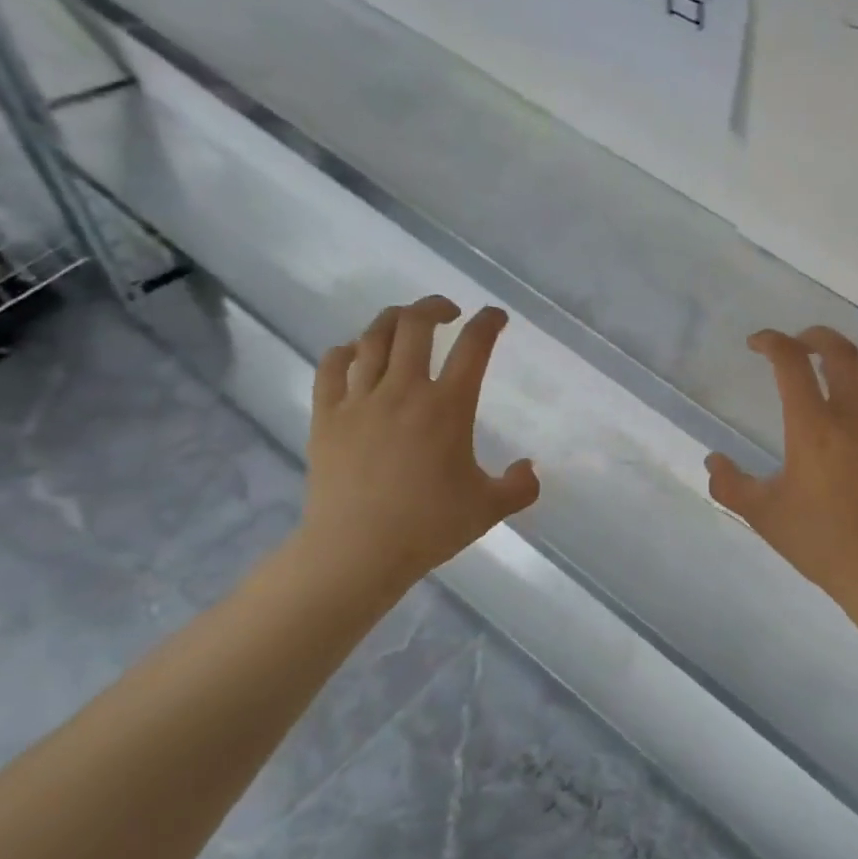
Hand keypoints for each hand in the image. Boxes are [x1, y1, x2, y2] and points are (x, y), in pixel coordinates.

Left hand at [295, 298, 539, 606]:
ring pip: (373, 338)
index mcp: (447, 407)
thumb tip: (529, 468)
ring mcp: (360, 400)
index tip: (496, 317)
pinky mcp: (327, 416)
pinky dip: (346, 351)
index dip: (488, 323)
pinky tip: (354, 352)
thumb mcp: (490, 509)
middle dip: (434, 307)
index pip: (473, 347)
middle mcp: (404, 391)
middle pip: (415, 325)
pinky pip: (332, 367)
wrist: (357, 552)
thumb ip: (520, 486)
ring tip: (405, 321)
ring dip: (393, 320)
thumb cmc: (429, 527)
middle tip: (448, 311)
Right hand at [706, 327, 857, 634]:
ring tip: (828, 372)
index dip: (771, 342)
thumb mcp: (762, 514)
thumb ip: (730, 484)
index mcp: (812, 428)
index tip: (755, 344)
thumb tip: (713, 460)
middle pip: (841, 352)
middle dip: (814, 336)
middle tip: (795, 344)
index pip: (791, 364)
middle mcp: (851, 418)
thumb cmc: (818, 541)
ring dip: (847, 362)